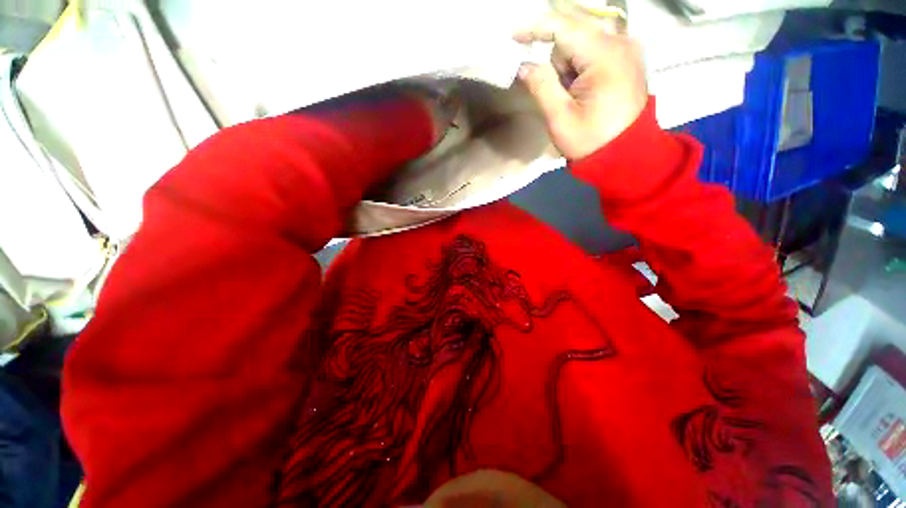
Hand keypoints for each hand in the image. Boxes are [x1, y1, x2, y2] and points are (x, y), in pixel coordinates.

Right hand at [515, 15, 647, 159]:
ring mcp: (627, 48)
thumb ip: (541, 86)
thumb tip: (524, 65)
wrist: (625, 153)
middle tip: (560, 92)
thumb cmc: (591, 140)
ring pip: (584, 41)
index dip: (536, 28)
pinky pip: (596, 48)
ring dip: (570, 65)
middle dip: (558, 59)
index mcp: (604, 55)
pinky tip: (583, 88)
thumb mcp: (560, 118)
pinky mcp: (628, 57)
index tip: (514, 38)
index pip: (564, 26)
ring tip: (574, 95)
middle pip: (574, 32)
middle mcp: (620, 41)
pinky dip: (581, 65)